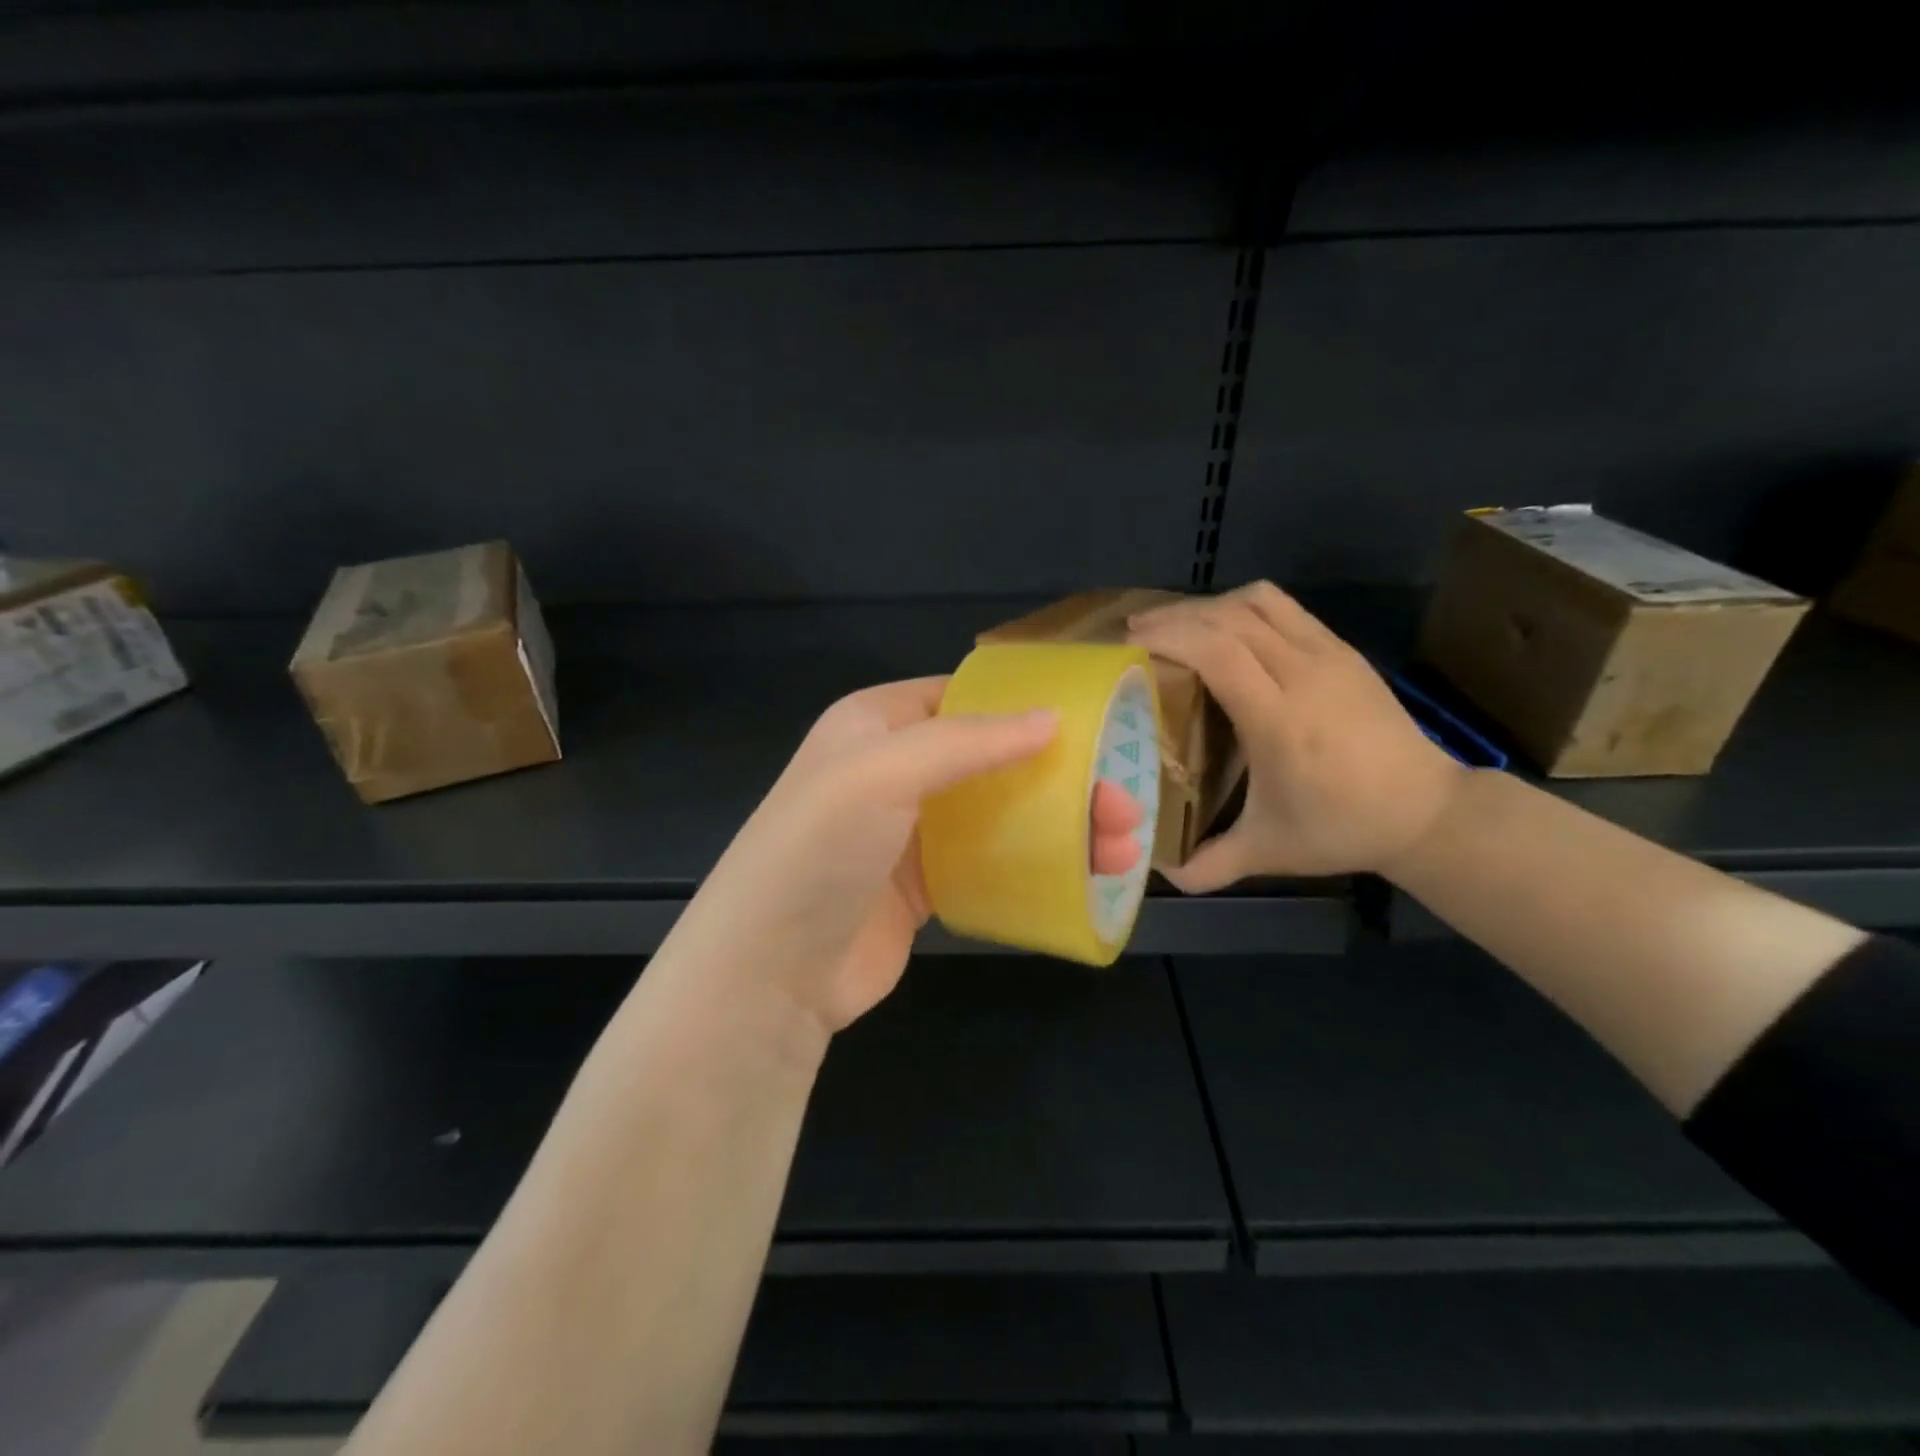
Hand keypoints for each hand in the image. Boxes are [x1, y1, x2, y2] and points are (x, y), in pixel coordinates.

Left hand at [665, 678, 1144, 1037]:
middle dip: (1062, 778)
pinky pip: (992, 862)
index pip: (962, 699)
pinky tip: (1085, 876)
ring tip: (1121, 848)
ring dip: (1062, 825)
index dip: (1024, 707)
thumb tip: (1051, 718)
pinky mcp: (925, 887)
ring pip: (1001, 813)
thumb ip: (967, 741)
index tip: (1092, 725)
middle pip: (994, 760)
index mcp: (876, 725)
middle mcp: (894, 771)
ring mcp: (911, 832)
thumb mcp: (883, 773)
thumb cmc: (819, 851)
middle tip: (1123, 804)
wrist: (769, 972)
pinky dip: (1038, 865)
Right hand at [1129, 582, 1465, 890]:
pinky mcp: (1343, 650)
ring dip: (1209, 606)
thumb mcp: (1269, 852)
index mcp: (1281, 720)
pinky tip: (1223, 631)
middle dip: (1175, 616)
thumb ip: (1210, 864)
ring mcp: (1329, 655)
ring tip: (1176, 627)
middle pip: (1229, 617)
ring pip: (1258, 602)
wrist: (1427, 811)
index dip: (1170, 636)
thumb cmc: (1341, 828)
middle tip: (1135, 634)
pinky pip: (1283, 608)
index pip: (1218, 651)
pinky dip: (1241, 608)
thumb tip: (1159, 873)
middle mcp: (1305, 675)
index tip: (1129, 643)